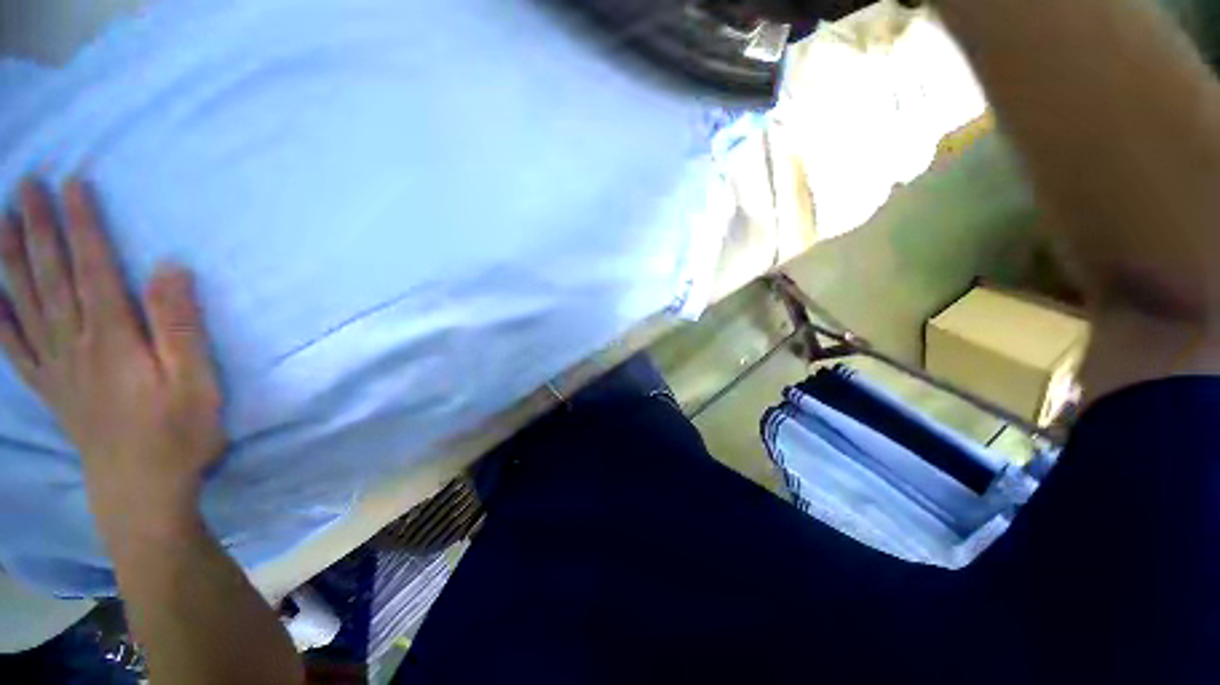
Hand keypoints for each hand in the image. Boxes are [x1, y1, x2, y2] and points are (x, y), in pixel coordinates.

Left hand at [0, 178, 224, 533]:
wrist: (142, 492)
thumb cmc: (179, 434)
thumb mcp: (197, 382)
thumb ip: (180, 327)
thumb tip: (169, 269)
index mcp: (112, 338)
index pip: (92, 268)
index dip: (81, 225)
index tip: (71, 185)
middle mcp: (74, 343)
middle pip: (51, 277)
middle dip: (36, 228)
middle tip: (25, 185)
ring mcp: (56, 368)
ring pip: (25, 303)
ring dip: (10, 260)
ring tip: (1, 222)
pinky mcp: (50, 390)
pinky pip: (15, 349)